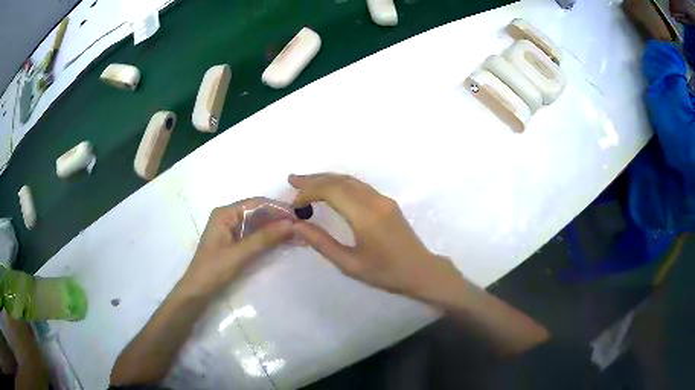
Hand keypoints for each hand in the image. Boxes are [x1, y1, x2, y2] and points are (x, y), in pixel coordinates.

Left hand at [180, 199, 293, 295]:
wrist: (198, 291)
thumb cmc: (214, 269)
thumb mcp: (240, 254)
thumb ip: (264, 238)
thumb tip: (291, 224)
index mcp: (225, 214)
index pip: (256, 203)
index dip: (277, 208)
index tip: (298, 215)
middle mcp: (229, 217)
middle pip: (258, 212)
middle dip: (279, 218)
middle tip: (301, 226)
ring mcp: (232, 230)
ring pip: (258, 224)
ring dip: (276, 229)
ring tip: (298, 234)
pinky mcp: (235, 243)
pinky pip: (255, 235)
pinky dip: (270, 238)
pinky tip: (285, 242)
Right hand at [289, 173, 463, 297]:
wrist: (421, 271)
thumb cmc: (385, 273)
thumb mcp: (349, 264)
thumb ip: (322, 243)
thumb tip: (297, 226)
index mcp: (365, 216)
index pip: (331, 191)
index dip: (309, 191)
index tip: (295, 204)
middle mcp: (374, 201)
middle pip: (339, 181)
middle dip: (313, 179)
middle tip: (292, 180)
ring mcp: (383, 199)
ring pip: (350, 180)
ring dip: (326, 179)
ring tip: (305, 182)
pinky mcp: (387, 202)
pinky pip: (359, 186)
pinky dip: (340, 184)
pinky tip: (329, 189)